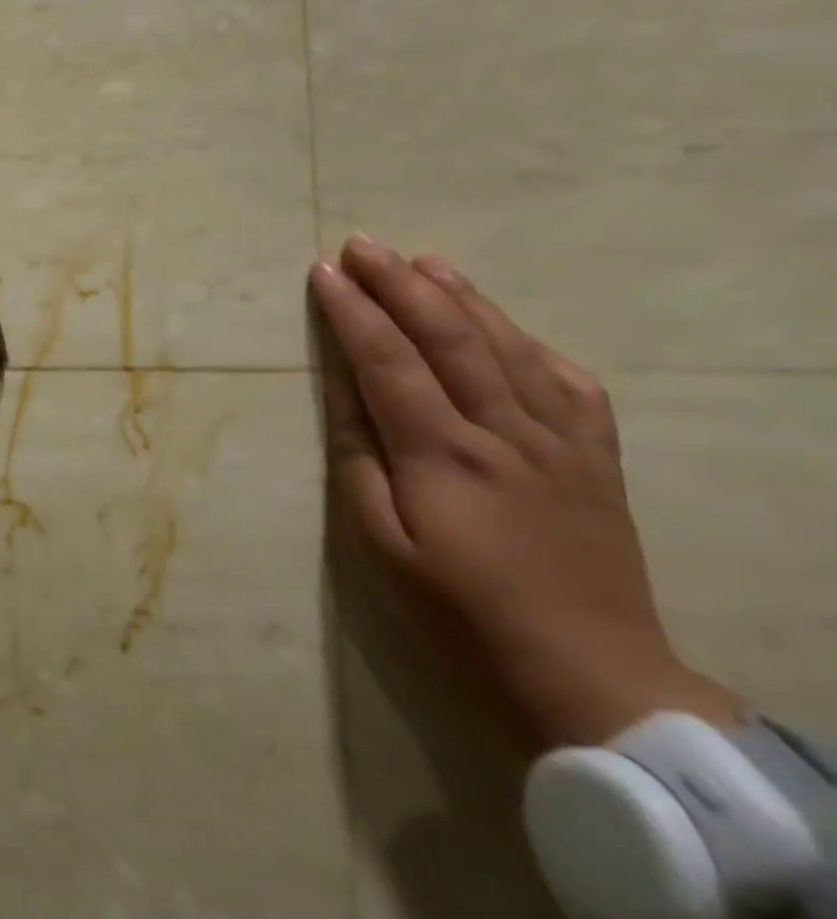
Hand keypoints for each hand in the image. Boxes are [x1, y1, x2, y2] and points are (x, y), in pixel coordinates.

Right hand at [311, 235, 739, 748]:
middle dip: (401, 283)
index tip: (323, 271)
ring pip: (509, 346)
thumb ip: (360, 458)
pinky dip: (530, 340)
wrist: (586, 674)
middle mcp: (504, 432)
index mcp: (443, 454)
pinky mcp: (596, 458)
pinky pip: (568, 382)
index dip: (353, 310)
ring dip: (462, 295)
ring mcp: (560, 442)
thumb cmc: (456, 611)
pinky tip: (505, 324)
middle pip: (449, 337)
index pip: (388, 360)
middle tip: (363, 244)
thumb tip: (343, 391)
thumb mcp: (380, 543)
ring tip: (424, 259)